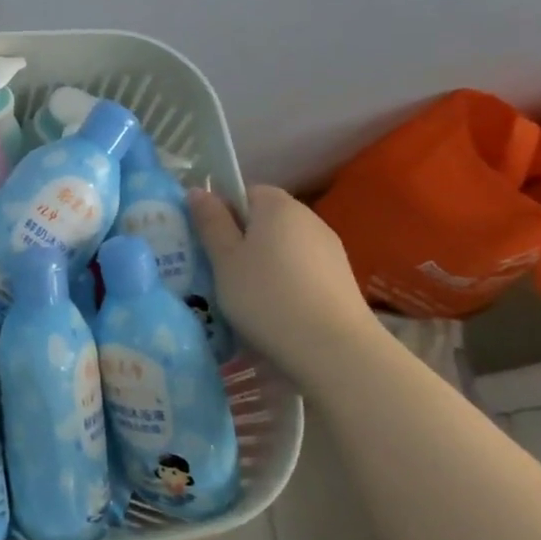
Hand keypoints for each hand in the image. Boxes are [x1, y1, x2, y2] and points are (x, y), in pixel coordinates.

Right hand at [187, 185, 382, 379]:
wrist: (334, 349)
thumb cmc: (266, 296)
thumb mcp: (224, 259)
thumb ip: (210, 222)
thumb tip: (198, 190)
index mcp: (278, 205)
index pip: (245, 192)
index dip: (224, 213)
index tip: (210, 243)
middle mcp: (309, 218)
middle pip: (266, 220)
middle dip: (243, 240)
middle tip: (221, 272)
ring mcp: (330, 249)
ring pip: (284, 247)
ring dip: (264, 264)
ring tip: (247, 298)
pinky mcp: (342, 280)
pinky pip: (302, 271)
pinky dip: (287, 283)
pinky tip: (278, 311)